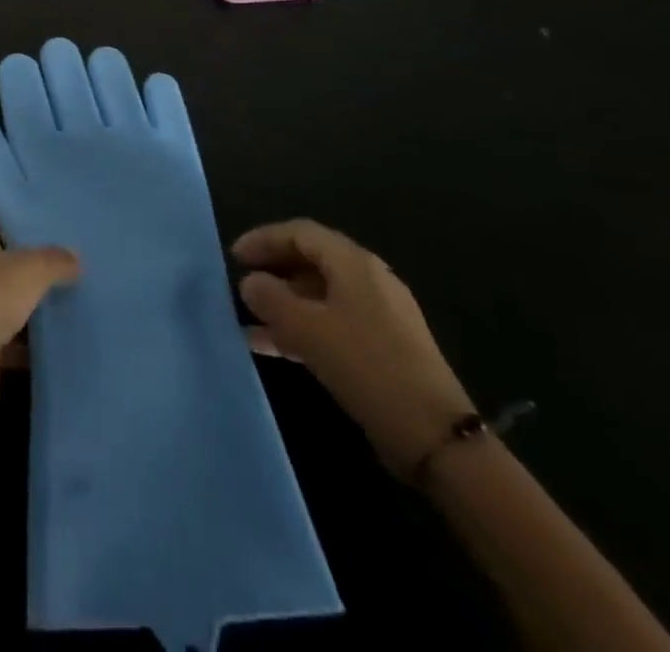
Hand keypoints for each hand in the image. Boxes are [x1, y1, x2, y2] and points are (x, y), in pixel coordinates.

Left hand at [0, 204, 78, 428]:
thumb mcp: (28, 271)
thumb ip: (54, 261)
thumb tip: (75, 257)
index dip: (10, 213)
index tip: (44, 219)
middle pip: (0, 254)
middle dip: (31, 258)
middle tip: (71, 257)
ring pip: (7, 295)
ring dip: (33, 299)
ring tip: (76, 292)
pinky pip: (11, 335)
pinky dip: (31, 339)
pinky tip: (64, 335)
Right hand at [234, 219, 474, 478]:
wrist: (436, 437)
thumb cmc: (366, 366)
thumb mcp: (308, 329)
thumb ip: (271, 299)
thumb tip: (250, 282)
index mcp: (353, 263)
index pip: (300, 233)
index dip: (264, 239)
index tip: (233, 257)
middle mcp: (368, 279)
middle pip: (311, 260)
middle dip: (273, 269)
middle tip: (241, 283)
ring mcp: (379, 313)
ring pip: (319, 295)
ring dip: (284, 303)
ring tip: (248, 321)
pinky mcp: (383, 346)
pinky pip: (332, 322)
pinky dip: (302, 328)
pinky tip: (274, 347)